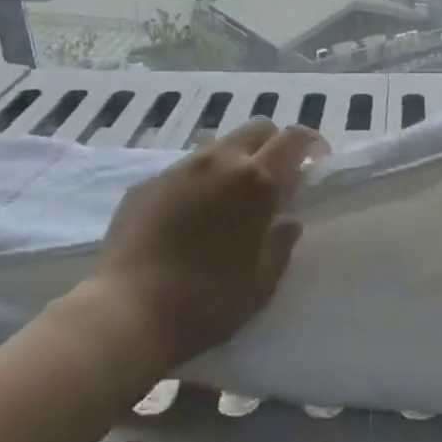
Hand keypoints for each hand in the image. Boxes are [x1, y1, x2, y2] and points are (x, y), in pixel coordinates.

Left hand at [83, 120, 327, 368]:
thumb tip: (288, 222)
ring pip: (218, 145)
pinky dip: (199, 181)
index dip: (311, 143)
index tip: (316, 162)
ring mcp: (179, 169)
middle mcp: (220, 162)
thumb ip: (281, 245)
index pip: (294, 138)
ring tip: (229, 198)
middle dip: (273, 145)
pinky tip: (189, 217)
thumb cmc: (206, 303)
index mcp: (257, 182)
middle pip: (257, 128)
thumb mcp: (261, 284)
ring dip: (235, 161)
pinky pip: (184, 169)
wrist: (125, 313)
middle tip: (275, 179)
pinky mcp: (147, 183)